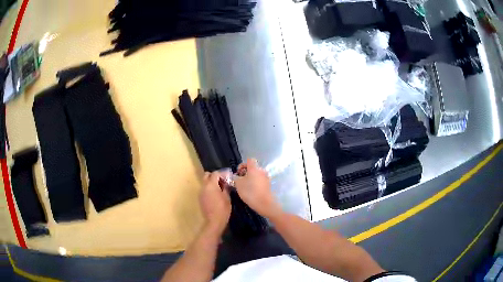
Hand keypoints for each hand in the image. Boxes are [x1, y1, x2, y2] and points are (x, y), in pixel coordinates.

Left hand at [200, 172, 230, 235]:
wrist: (214, 221)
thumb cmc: (223, 209)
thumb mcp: (227, 197)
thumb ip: (226, 187)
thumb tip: (226, 182)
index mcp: (211, 185)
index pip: (215, 173)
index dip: (222, 174)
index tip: (228, 177)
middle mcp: (204, 187)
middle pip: (207, 175)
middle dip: (214, 176)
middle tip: (223, 181)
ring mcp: (201, 192)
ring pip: (205, 182)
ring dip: (212, 182)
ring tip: (220, 188)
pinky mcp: (200, 198)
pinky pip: (204, 189)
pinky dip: (209, 189)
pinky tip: (216, 194)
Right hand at [234, 159, 280, 217]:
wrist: (264, 203)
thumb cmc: (250, 191)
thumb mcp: (238, 184)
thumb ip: (235, 177)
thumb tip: (235, 176)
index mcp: (254, 168)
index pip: (249, 160)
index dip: (242, 165)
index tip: (238, 172)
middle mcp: (262, 170)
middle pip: (253, 168)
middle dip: (245, 172)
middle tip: (239, 180)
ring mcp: (266, 178)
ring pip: (256, 174)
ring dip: (250, 178)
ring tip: (245, 186)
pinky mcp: (268, 185)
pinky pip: (260, 180)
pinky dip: (255, 183)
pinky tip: (251, 191)